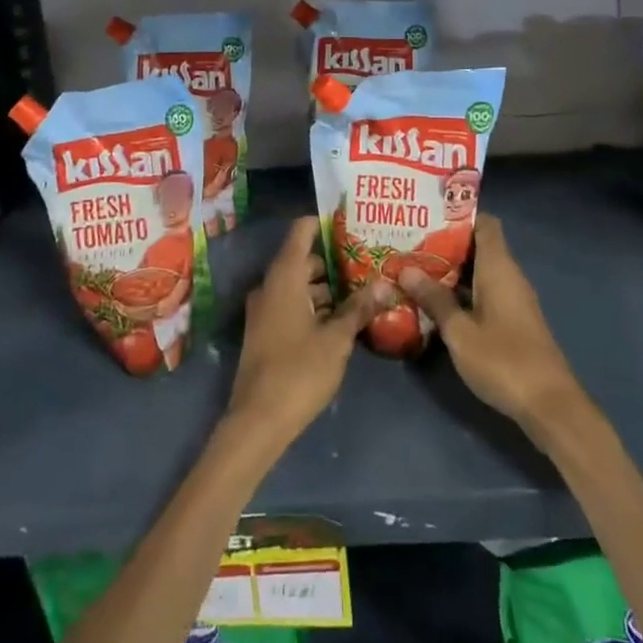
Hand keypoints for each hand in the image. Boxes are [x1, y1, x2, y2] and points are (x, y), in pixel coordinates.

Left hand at [227, 218, 381, 450]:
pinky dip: (315, 303)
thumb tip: (385, 284)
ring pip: (299, 284)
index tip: (353, 221)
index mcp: (284, 277)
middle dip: (335, 259)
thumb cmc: (298, 371)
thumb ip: (359, 308)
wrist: (257, 421)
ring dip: (327, 285)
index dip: (325, 222)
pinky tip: (343, 317)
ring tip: (364, 288)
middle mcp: (270, 285)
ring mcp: (265, 309)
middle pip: (303, 258)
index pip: (302, 230)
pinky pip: (293, 303)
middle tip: (370, 260)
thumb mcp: (336, 339)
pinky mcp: (267, 331)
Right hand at [398, 215, 591, 442]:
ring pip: (480, 272)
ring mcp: (513, 300)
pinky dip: (463, 291)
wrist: (550, 406)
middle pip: (478, 246)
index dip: (458, 216)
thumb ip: (434, 299)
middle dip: (445, 245)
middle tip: (409, 245)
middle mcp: (509, 276)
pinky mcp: (514, 321)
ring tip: (414, 270)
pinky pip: (485, 292)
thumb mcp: (459, 331)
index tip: (427, 218)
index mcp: (499, 267)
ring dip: (451, 271)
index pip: (484, 223)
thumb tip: (406, 269)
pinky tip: (437, 303)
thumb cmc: (504, 361)